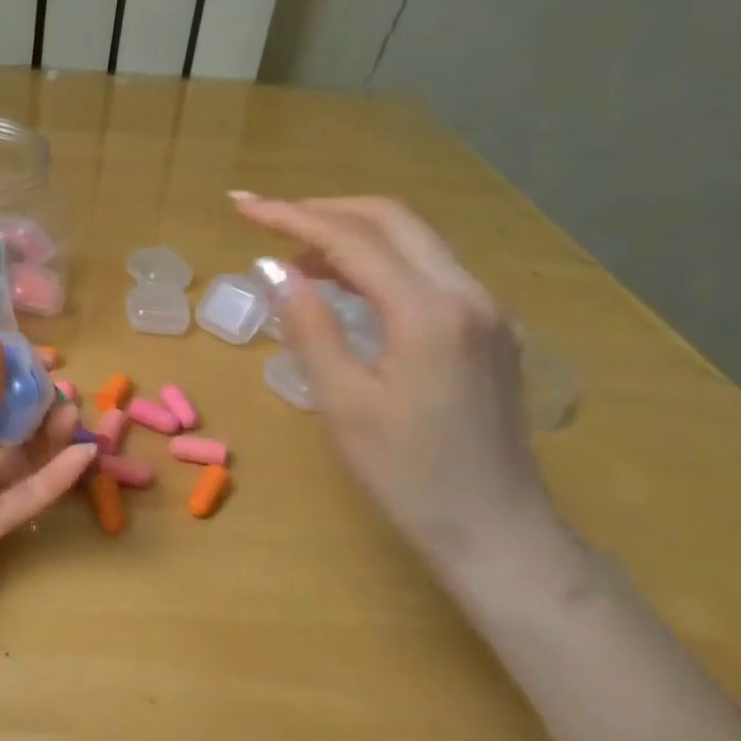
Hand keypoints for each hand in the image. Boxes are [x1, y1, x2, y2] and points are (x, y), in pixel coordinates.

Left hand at [0, 334, 97, 640]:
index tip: (49, 356)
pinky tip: (81, 457)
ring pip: (22, 457)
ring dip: (50, 435)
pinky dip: (54, 480)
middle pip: (7, 421)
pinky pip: (24, 501)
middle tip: (68, 389)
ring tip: (74, 414)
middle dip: (38, 402)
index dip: (14, 369)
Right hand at [233, 194, 571, 579]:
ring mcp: (486, 310)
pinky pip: (427, 271)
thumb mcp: (343, 404)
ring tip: (294, 257)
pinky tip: (344, 287)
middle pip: (391, 220)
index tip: (241, 207)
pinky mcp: (488, 330)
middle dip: (323, 211)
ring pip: (413, 241)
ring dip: (351, 235)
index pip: (352, 239)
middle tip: (266, 221)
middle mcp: (467, 295)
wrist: (498, 533)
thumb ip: (308, 327)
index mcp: (429, 312)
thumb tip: (274, 268)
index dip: (290, 216)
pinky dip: (378, 263)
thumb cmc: (408, 477)